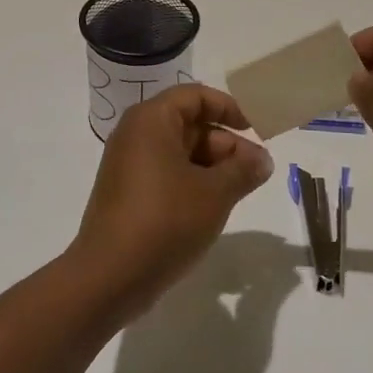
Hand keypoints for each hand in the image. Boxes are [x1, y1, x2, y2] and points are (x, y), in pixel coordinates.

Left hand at [68, 84, 274, 325]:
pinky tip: (212, 207)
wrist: (109, 277)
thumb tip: (263, 160)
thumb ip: (243, 170)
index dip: (228, 108)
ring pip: (179, 152)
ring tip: (240, 192)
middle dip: (225, 144)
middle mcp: (135, 134)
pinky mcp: (126, 194)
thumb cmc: (165, 220)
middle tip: (256, 171)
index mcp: (151, 120)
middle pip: (188, 124)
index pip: (195, 96)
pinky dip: (192, 183)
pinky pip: (165, 174)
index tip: (255, 129)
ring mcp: (128, 166)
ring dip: (212, 167)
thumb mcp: (215, 193)